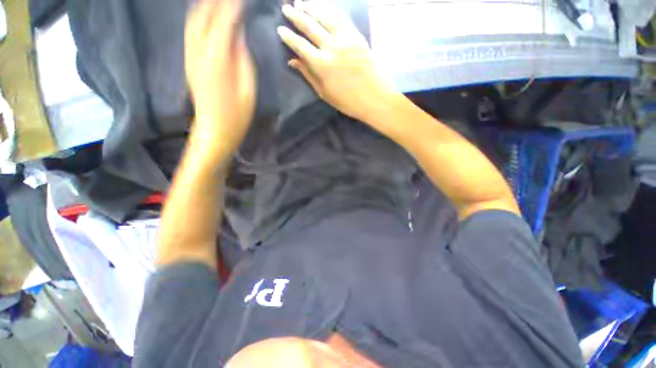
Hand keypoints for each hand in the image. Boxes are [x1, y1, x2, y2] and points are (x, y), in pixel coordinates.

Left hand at [185, 0, 255, 159]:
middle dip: (216, 2)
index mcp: (217, 58)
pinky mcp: (190, 63)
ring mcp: (191, 57)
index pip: (224, 22)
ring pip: (193, 21)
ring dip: (205, 7)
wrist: (215, 130)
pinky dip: (198, 19)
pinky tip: (204, 15)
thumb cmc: (237, 114)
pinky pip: (191, 33)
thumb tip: (238, 36)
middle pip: (203, 16)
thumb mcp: (248, 89)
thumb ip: (243, 59)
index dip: (233, 6)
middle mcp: (199, 52)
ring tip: (217, 2)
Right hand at [278, 1, 394, 120]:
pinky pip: (341, 17)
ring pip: (325, 16)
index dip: (289, 36)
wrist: (375, 98)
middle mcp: (331, 47)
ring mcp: (346, 38)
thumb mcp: (324, 93)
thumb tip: (293, 60)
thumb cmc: (348, 101)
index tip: (280, 29)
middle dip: (296, 16)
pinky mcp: (357, 35)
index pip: (300, 45)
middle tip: (286, 8)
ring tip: (301, 1)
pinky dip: (330, 9)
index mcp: (321, 65)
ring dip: (311, 7)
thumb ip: (308, 75)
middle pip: (310, 26)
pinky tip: (323, 5)